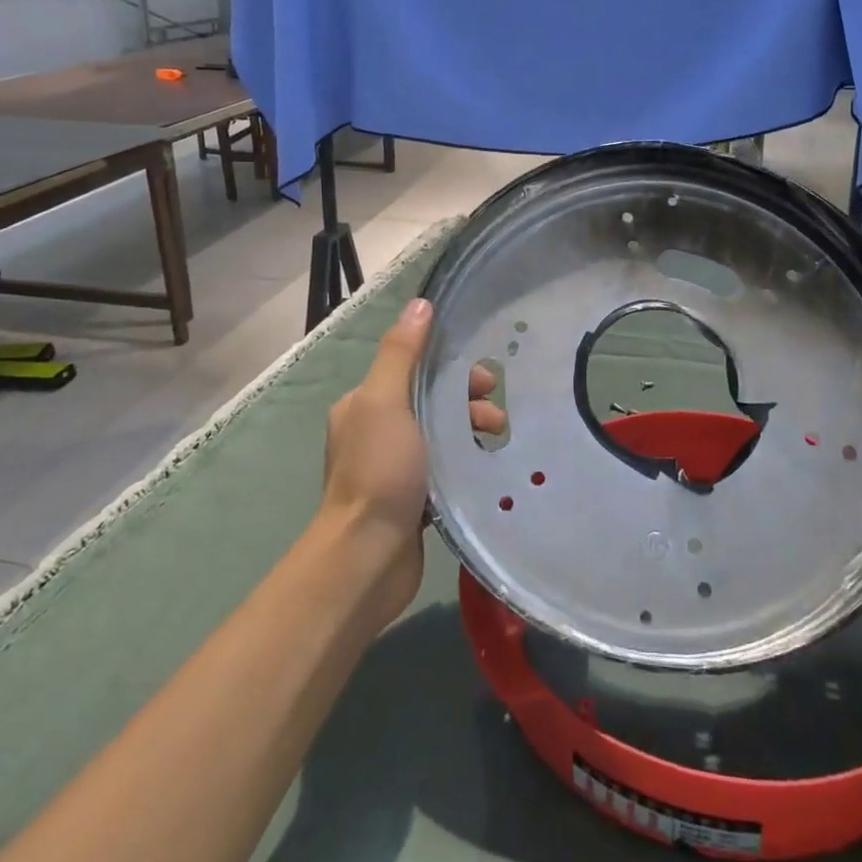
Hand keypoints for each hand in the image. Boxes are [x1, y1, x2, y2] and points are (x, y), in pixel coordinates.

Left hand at [319, 299, 506, 626]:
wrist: (367, 557)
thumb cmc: (378, 471)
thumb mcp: (386, 402)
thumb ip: (402, 353)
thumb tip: (420, 304)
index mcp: (365, 403)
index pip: (415, 369)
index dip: (452, 368)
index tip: (485, 380)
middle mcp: (376, 429)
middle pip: (431, 400)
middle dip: (467, 402)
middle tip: (497, 416)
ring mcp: (393, 466)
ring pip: (441, 434)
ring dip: (470, 431)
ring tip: (497, 442)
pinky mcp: (411, 498)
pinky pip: (445, 466)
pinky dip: (465, 461)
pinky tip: (487, 467)